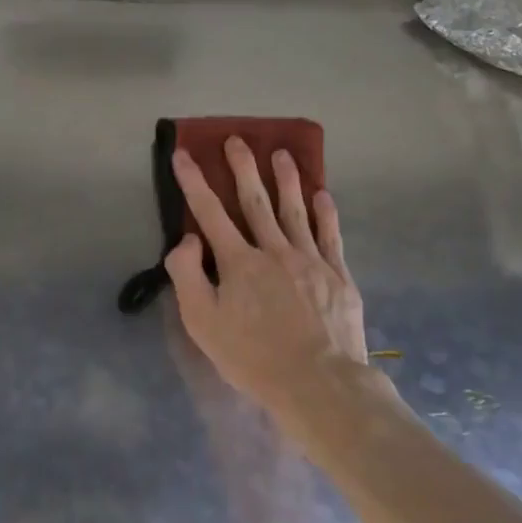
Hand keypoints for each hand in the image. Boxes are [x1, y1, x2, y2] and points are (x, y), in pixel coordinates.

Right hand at [164, 138, 368, 417]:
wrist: (318, 383)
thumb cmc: (253, 357)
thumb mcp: (203, 323)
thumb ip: (188, 276)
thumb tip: (188, 238)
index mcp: (238, 262)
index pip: (209, 212)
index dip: (193, 182)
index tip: (183, 154)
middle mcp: (274, 250)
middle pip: (255, 201)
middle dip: (243, 167)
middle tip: (237, 139)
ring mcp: (310, 260)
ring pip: (295, 210)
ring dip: (286, 179)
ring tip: (282, 153)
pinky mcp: (338, 276)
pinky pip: (330, 235)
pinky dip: (325, 213)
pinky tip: (323, 195)